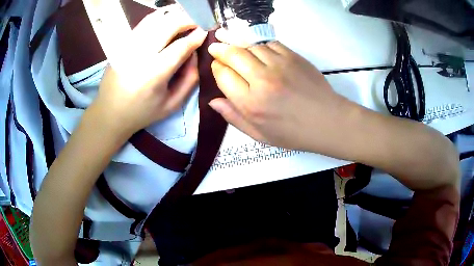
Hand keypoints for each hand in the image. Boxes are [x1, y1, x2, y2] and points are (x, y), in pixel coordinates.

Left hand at [91, 6, 207, 135]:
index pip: (180, 46)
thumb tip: (194, 53)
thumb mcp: (172, 104)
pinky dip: (158, 17)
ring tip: (184, 19)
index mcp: (153, 75)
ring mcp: (128, 47)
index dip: (196, 36)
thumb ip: (190, 78)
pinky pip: (143, 23)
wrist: (110, 113)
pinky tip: (167, 20)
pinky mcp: (121, 44)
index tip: (205, 31)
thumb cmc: (142, 112)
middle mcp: (139, 55)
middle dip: (187, 20)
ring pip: (155, 19)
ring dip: (174, 16)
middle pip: (168, 25)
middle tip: (196, 23)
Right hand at [208, 30, 351, 151]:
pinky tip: (258, 50)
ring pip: (250, 46)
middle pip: (233, 54)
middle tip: (216, 47)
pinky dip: (260, 45)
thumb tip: (213, 101)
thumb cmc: (293, 133)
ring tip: (236, 49)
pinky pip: (269, 43)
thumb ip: (234, 117)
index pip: (223, 75)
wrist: (327, 121)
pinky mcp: (293, 56)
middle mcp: (261, 79)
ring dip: (240, 46)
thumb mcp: (259, 135)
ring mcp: (279, 65)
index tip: (217, 66)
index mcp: (250, 103)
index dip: (217, 68)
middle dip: (220, 49)